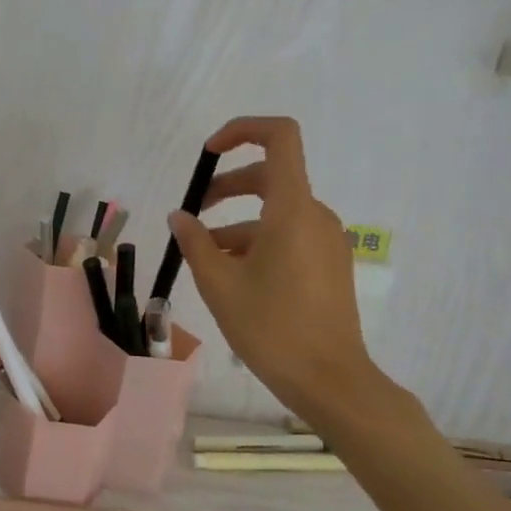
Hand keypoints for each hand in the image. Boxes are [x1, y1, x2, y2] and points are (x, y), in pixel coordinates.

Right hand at [168, 117, 394, 428]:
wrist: (330, 380)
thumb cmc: (271, 327)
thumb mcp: (219, 283)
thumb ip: (195, 242)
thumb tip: (181, 216)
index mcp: (293, 209)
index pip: (280, 137)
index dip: (243, 130)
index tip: (209, 152)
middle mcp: (316, 215)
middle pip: (271, 177)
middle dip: (227, 187)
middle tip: (193, 214)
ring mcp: (327, 241)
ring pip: (277, 212)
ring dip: (238, 223)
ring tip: (205, 257)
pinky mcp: (330, 264)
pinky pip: (290, 235)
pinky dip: (259, 241)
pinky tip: (233, 275)